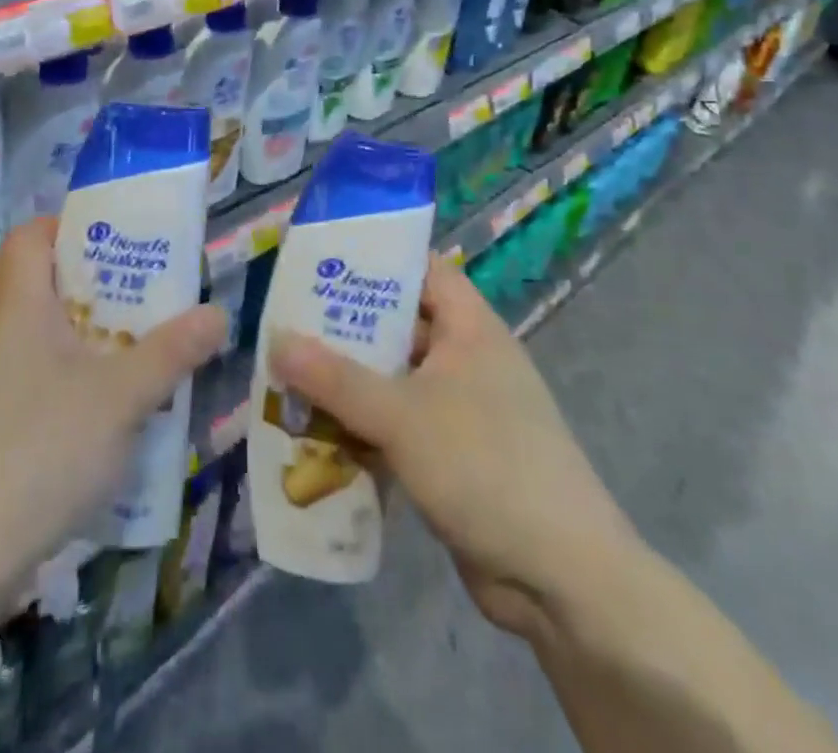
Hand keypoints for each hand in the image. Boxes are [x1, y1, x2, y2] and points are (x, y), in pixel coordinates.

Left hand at [0, 217, 225, 608]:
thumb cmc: (40, 449)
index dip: (74, 228)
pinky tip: (107, 415)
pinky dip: (71, 380)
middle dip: (101, 288)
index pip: (32, 235)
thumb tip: (218, 313)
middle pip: (45, 283)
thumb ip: (173, 351)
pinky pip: (34, 378)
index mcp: (16, 303)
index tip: (123, 245)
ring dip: (90, 339)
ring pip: (43, 335)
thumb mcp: (122, 396)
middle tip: (150, 299)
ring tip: (140, 353)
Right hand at [270, 262, 637, 639]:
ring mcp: (462, 410)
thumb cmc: (484, 466)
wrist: (561, 578)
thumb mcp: (401, 415)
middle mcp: (466, 358)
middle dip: (347, 327)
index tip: (323, 260)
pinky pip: (399, 426)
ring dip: (349, 383)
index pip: (422, 269)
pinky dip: (364, 428)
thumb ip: (335, 378)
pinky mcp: (453, 457)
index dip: (377, 259)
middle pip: (400, 325)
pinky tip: (318, 435)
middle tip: (288, 323)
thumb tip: (275, 340)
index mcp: (469, 327)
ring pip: (395, 380)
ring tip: (289, 377)